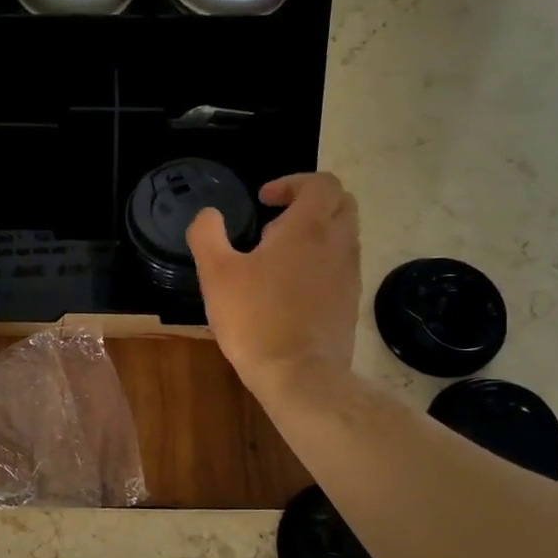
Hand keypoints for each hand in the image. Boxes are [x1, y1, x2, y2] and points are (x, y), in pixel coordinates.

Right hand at [187, 172, 361, 394]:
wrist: (299, 374)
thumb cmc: (254, 319)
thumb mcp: (216, 274)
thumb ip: (207, 235)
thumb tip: (208, 215)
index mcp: (308, 228)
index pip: (320, 183)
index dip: (292, 182)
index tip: (263, 200)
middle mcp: (338, 243)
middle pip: (340, 202)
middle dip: (308, 202)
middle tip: (273, 223)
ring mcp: (349, 273)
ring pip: (343, 234)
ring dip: (315, 232)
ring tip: (277, 257)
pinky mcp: (349, 300)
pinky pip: (340, 264)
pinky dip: (320, 260)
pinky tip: (289, 287)